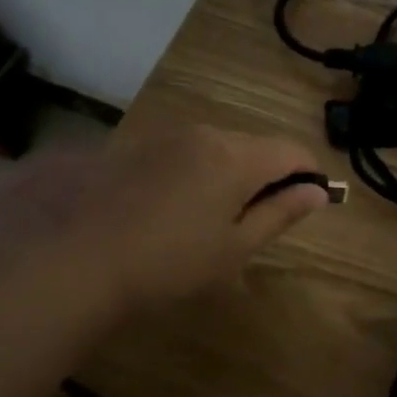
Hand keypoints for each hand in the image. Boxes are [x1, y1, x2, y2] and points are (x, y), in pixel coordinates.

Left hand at [0, 120, 329, 324]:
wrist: (78, 262)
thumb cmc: (170, 262)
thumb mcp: (235, 248)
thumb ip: (281, 213)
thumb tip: (318, 192)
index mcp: (238, 157)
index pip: (292, 151)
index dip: (309, 174)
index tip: (308, 203)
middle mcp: (208, 134)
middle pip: (257, 146)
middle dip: (268, 176)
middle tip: (256, 222)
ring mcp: (170, 136)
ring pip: (221, 147)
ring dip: (232, 173)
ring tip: (212, 219)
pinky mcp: (140, 146)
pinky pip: (188, 151)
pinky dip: (198, 172)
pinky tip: (176, 209)